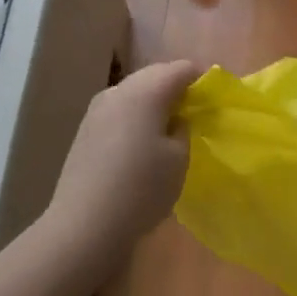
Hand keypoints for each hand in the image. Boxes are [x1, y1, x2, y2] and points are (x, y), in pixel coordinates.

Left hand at [43, 60, 201, 273]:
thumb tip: (176, 118)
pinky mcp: (85, 129)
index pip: (182, 69)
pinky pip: (118, 109)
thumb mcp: (179, 159)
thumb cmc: (142, 189)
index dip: (201, 81)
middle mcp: (119, 90)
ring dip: (153, 101)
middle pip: (155, 74)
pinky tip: (140, 142)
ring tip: (167, 128)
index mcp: (147, 91)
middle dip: (176, 87)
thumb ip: (183, 128)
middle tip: (193, 113)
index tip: (212, 102)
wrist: (84, 225)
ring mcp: (97, 108)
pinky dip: (135, 115)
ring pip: (134, 91)